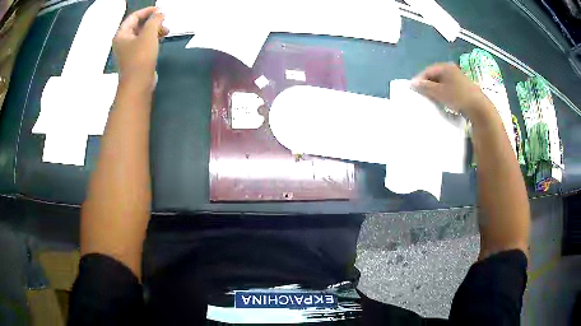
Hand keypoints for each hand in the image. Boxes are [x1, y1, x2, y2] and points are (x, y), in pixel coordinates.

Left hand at [113, 7, 168, 87]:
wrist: (138, 84)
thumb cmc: (140, 58)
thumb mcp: (149, 34)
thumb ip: (155, 20)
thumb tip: (160, 13)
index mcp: (121, 35)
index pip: (134, 17)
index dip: (147, 11)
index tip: (161, 10)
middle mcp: (123, 41)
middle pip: (138, 25)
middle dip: (152, 21)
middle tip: (164, 22)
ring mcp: (128, 51)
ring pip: (142, 34)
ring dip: (154, 30)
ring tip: (166, 32)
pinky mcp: (135, 58)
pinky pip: (144, 43)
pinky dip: (152, 39)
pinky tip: (161, 39)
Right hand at [411, 63, 489, 116]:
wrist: (479, 107)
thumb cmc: (458, 96)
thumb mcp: (439, 92)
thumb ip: (426, 86)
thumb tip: (413, 83)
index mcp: (445, 67)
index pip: (428, 71)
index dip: (419, 79)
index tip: (413, 88)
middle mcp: (451, 69)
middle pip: (435, 75)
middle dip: (427, 84)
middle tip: (421, 94)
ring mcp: (458, 78)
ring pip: (442, 82)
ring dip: (435, 89)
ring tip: (430, 98)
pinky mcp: (463, 87)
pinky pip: (448, 87)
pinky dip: (443, 92)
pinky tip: (442, 100)